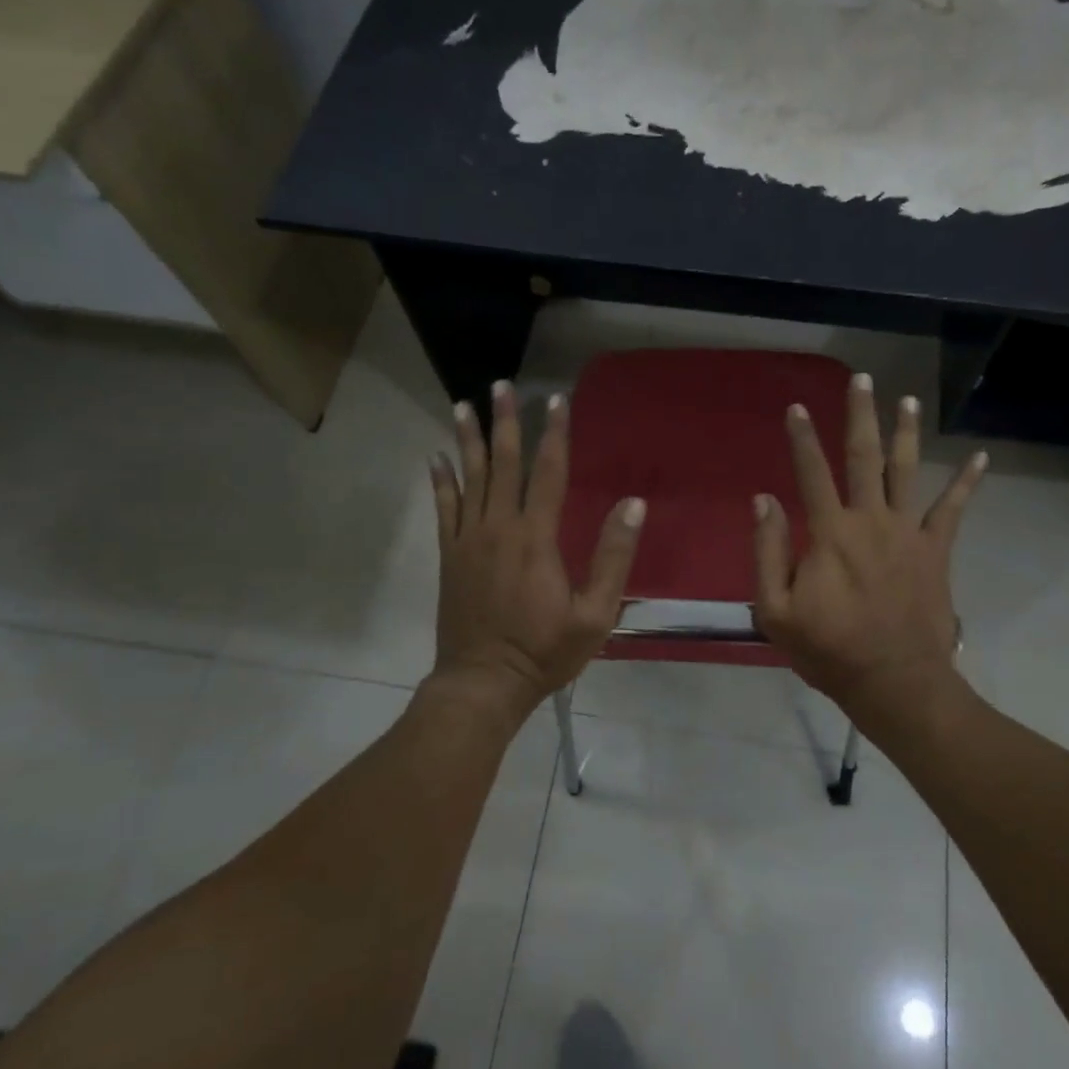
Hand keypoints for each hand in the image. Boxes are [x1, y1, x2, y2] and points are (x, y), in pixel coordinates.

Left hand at [428, 381, 645, 720]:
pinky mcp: (450, 557)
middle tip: (501, 385)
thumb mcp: (595, 613)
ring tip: (464, 404)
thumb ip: (613, 557)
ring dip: (468, 440)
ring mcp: (468, 541)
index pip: (548, 473)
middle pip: (503, 464)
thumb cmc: (545, 651)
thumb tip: (632, 505)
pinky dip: (441, 481)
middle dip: (504, 422)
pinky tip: (436, 457)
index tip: (556, 401)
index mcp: (536, 538)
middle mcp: (498, 528)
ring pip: (469, 479)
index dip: (554, 434)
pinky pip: (444, 509)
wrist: (483, 683)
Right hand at [752, 373, 985, 729]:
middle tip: (862, 379)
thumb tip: (764, 500)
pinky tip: (981, 457)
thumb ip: (768, 552)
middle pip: (864, 457)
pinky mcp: (935, 551)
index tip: (796, 407)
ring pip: (906, 471)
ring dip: (906, 433)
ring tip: (908, 400)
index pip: (811, 472)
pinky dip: (967, 482)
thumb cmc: (829, 650)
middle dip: (860, 415)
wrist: (894, 682)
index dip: (802, 438)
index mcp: (830, 533)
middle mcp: (870, 520)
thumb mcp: (776, 610)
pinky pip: (953, 510)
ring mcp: (908, 533)